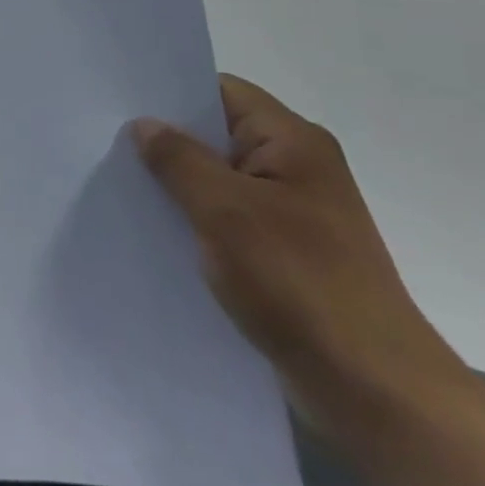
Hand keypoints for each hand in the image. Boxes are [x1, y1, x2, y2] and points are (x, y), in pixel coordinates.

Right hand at [129, 75, 466, 430]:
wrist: (375, 393)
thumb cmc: (299, 283)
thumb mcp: (226, 211)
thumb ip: (179, 160)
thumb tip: (144, 125)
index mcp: (292, 141)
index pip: (221, 92)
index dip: (172, 94)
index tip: (121, 102)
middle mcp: (297, 168)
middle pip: (217, 136)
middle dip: (167, 142)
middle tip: (109, 144)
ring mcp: (293, 214)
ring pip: (220, 182)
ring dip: (179, 187)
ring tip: (123, 188)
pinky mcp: (287, 256)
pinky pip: (230, 222)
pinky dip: (197, 223)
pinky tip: (158, 234)